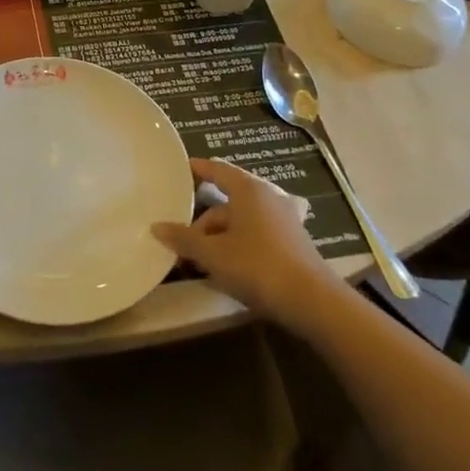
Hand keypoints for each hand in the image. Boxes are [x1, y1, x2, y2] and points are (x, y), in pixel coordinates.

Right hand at [153, 159, 336, 331]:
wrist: (313, 301)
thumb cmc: (257, 266)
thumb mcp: (213, 254)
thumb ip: (184, 239)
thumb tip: (156, 227)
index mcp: (248, 189)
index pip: (217, 170)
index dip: (197, 169)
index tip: (180, 169)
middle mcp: (267, 197)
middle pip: (226, 202)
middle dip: (202, 223)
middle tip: (182, 243)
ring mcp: (283, 220)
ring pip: (240, 222)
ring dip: (218, 238)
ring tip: (200, 262)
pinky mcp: (292, 243)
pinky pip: (255, 235)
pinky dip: (237, 245)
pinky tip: (226, 269)